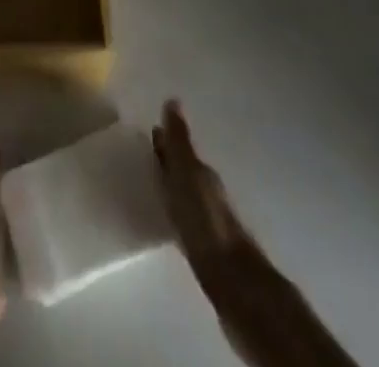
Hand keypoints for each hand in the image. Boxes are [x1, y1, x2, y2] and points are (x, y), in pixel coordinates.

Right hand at [154, 102, 357, 366]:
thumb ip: (179, 141)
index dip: (165, 140)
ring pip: (188, 193)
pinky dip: (177, 210)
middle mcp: (209, 189)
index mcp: (202, 171)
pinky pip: (188, 218)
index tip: (150, 130)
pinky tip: (169, 217)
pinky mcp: (208, 247)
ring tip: (153, 184)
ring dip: (173, 186)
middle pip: (185, 169)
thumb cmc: (204, 219)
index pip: (180, 148)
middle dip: (169, 160)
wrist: (232, 279)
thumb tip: (173, 99)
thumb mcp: (187, 173)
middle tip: (146, 154)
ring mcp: (211, 219)